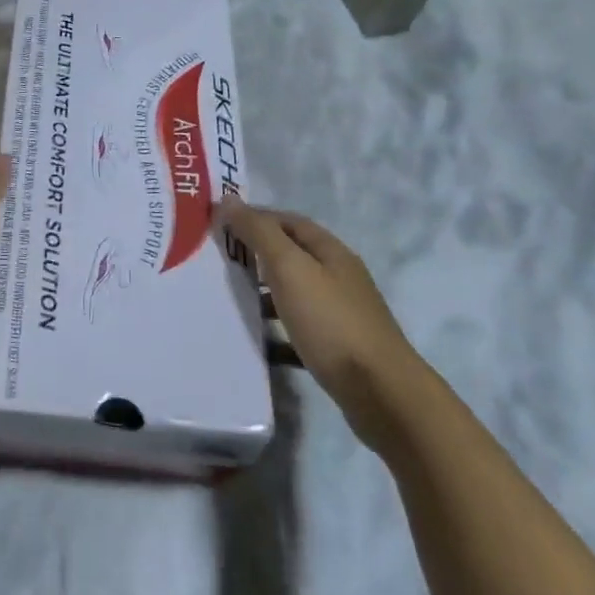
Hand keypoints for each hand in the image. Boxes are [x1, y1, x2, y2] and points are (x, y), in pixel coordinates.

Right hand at [218, 196, 425, 452]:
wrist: (381, 394)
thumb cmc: (331, 322)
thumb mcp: (290, 269)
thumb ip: (259, 233)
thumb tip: (230, 200)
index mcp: (330, 252)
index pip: (287, 221)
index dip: (254, 217)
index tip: (218, 224)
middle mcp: (338, 278)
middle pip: (290, 256)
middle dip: (254, 255)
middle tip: (214, 261)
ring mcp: (339, 315)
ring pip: (292, 295)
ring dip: (261, 294)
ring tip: (226, 300)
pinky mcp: (336, 349)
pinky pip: (297, 333)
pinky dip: (274, 333)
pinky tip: (253, 342)